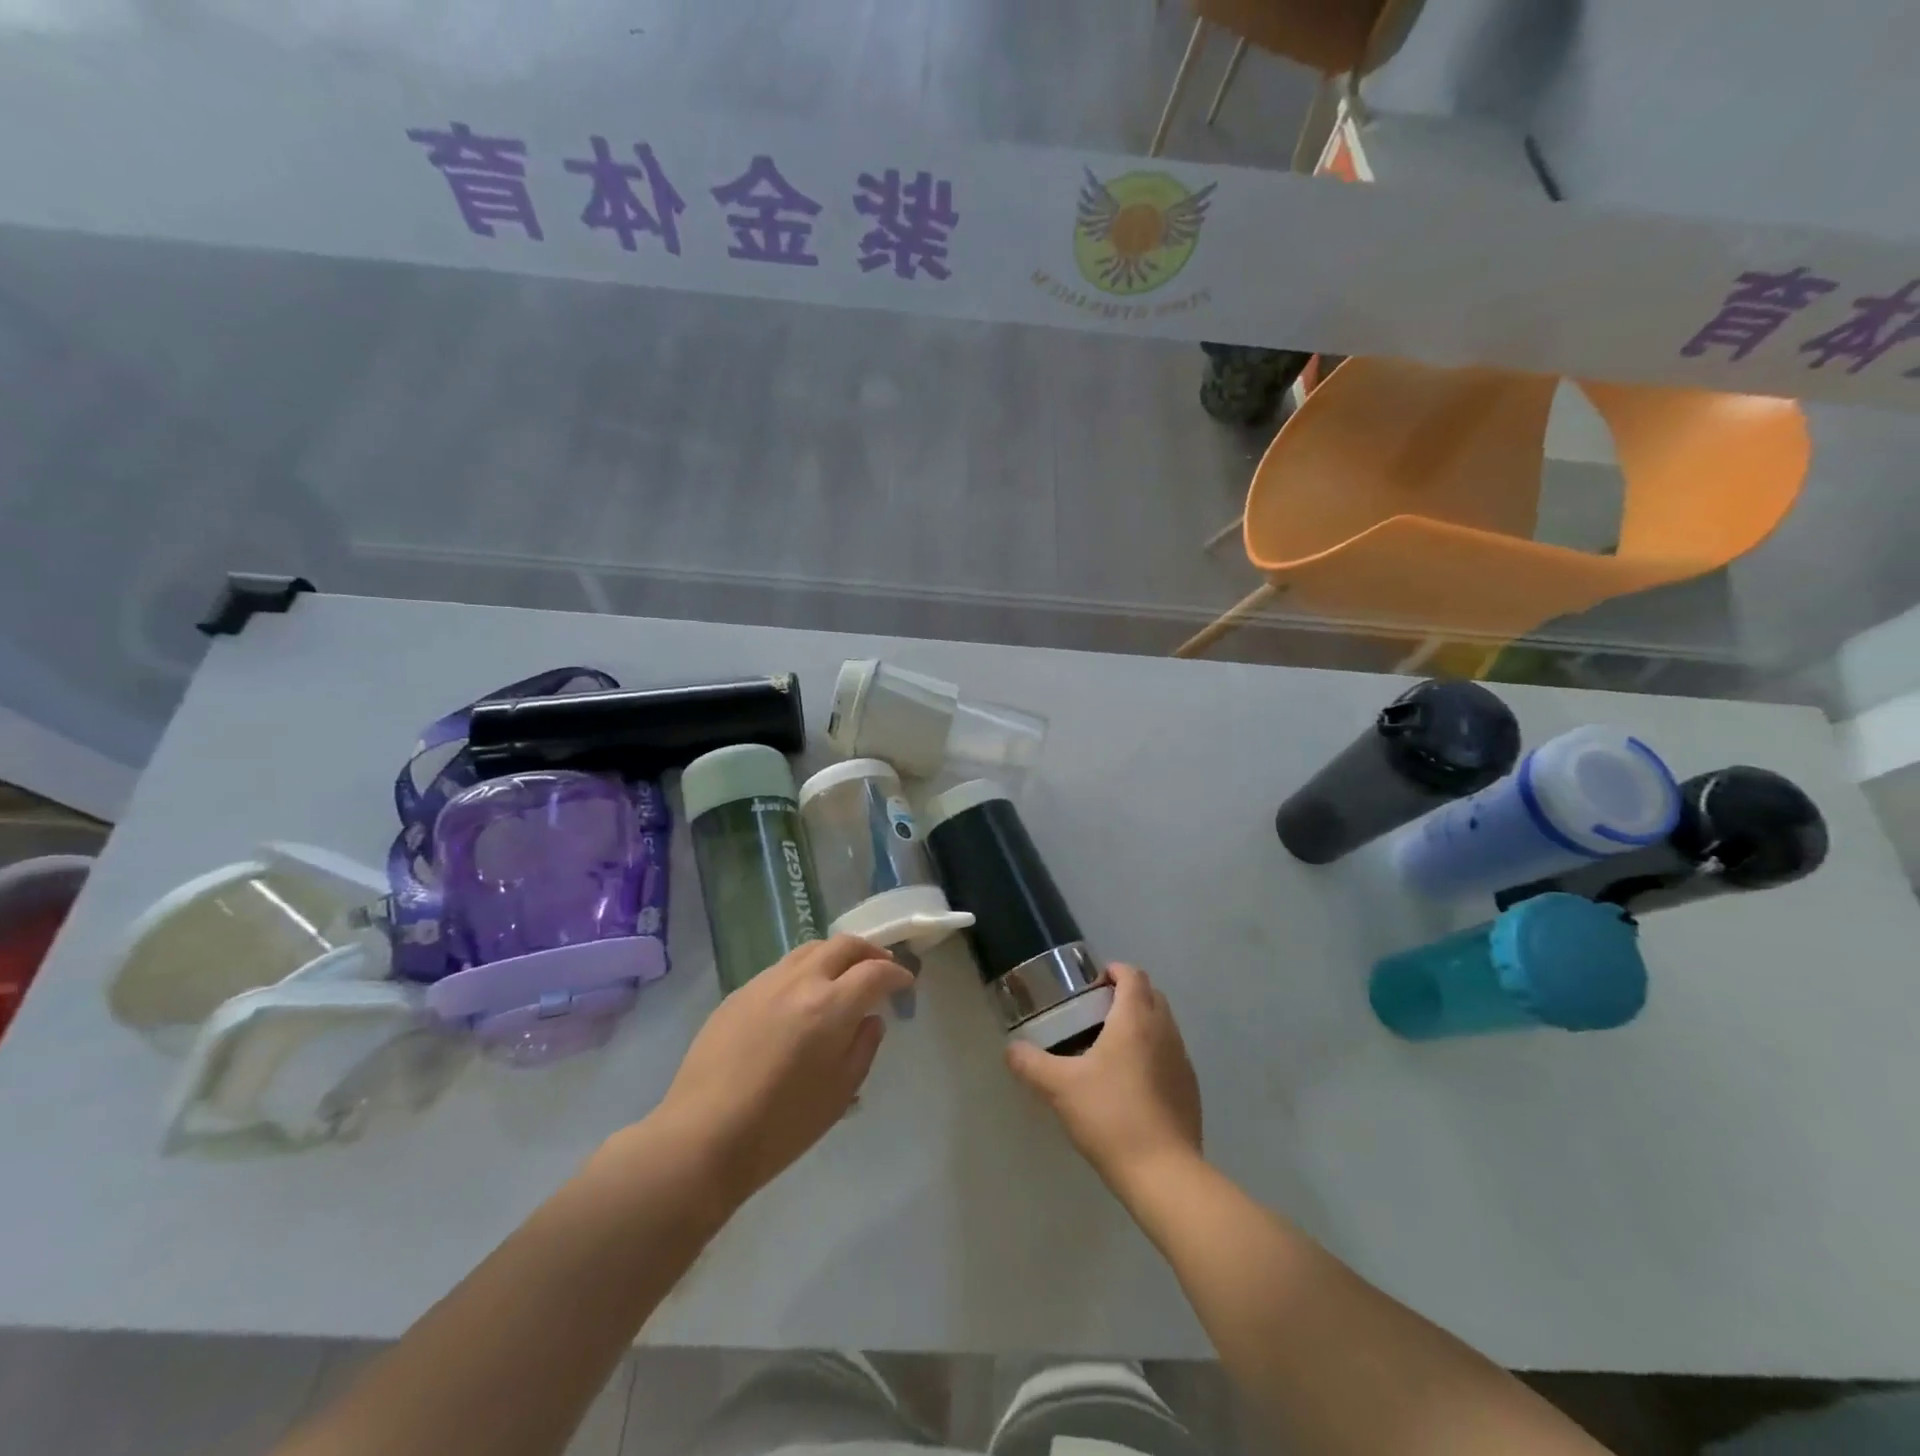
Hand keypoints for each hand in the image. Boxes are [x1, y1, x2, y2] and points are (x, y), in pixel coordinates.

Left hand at [650, 935, 913, 1208]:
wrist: (702, 1137)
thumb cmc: (780, 1126)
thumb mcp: (839, 1094)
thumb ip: (863, 1048)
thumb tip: (871, 1019)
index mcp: (830, 1006)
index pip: (875, 973)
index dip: (897, 974)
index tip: (906, 983)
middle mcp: (800, 982)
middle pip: (844, 945)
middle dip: (870, 953)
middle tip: (881, 970)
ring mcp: (765, 983)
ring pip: (810, 949)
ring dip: (836, 956)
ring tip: (843, 977)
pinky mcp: (739, 993)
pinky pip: (781, 968)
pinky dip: (805, 971)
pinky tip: (802, 998)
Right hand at [1005, 963, 1202, 1193]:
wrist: (1164, 1173)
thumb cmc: (1111, 1116)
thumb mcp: (1060, 1088)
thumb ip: (1031, 1064)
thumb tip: (1011, 1049)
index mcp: (1135, 1019)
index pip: (1132, 975)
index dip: (1113, 971)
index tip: (1090, 985)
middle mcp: (1164, 1031)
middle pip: (1151, 995)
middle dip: (1126, 995)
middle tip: (1094, 1013)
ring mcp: (1183, 1060)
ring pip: (1163, 1025)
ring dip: (1141, 1024)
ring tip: (1110, 1048)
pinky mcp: (1190, 1089)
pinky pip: (1171, 1055)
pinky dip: (1153, 1053)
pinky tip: (1131, 1084)